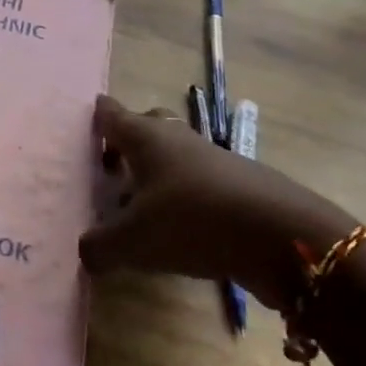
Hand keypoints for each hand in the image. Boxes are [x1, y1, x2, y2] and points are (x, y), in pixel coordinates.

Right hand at [79, 95, 355, 310]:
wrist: (280, 235)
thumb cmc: (191, 220)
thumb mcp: (134, 241)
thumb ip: (101, 246)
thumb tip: (85, 251)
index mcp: (145, 137)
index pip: (112, 114)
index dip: (97, 116)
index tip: (85, 122)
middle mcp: (176, 138)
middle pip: (146, 126)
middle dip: (127, 142)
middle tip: (109, 168)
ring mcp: (211, 159)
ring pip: (174, 156)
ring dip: (155, 174)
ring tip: (137, 207)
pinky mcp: (237, 186)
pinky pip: (197, 183)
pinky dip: (181, 197)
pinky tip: (176, 230)